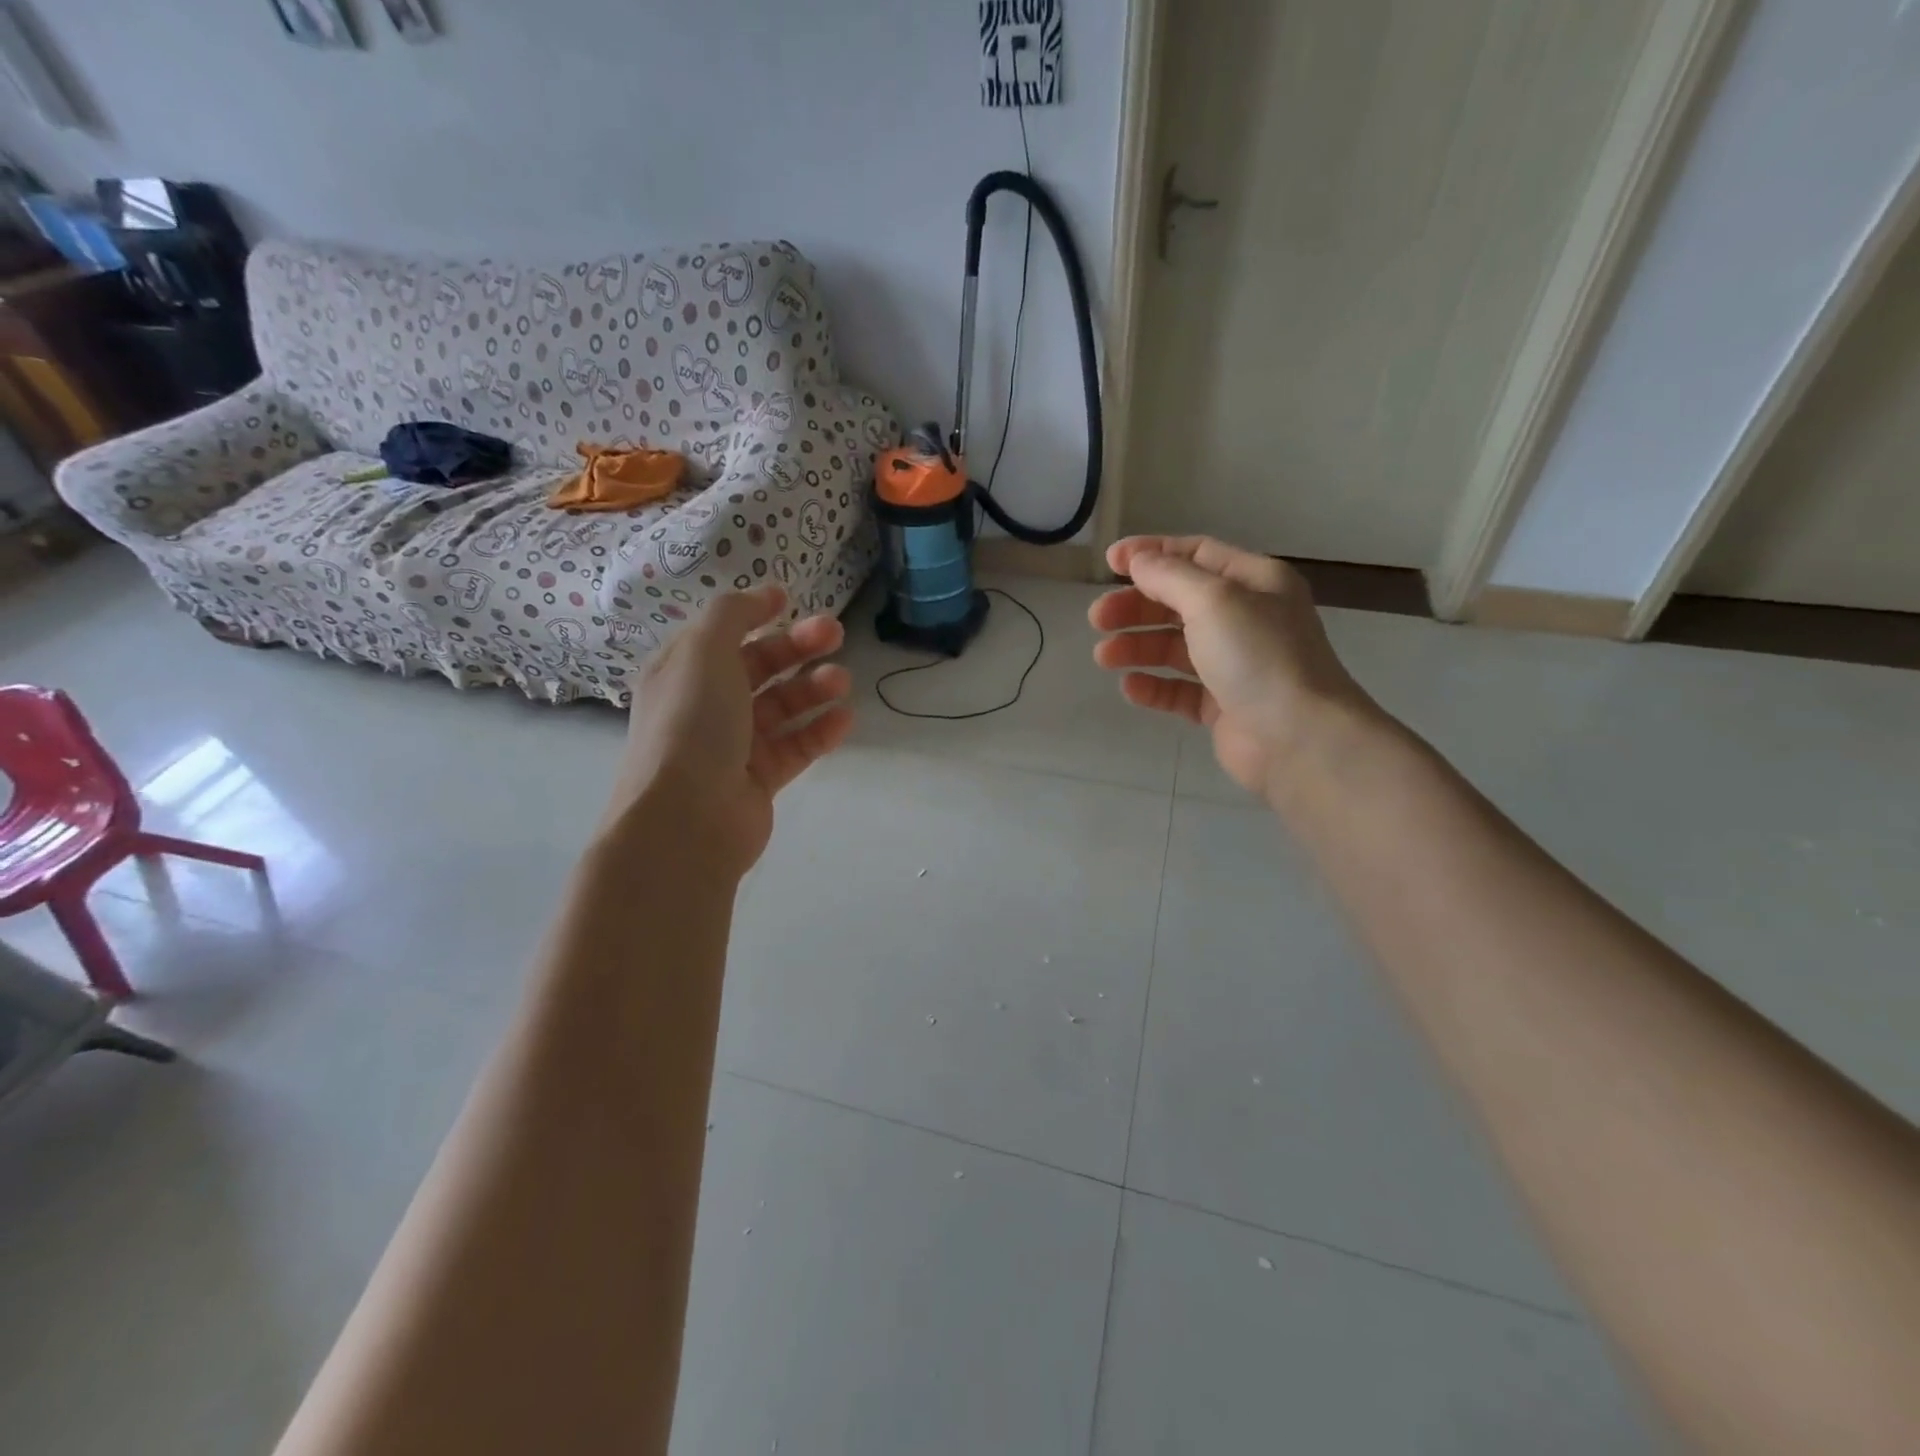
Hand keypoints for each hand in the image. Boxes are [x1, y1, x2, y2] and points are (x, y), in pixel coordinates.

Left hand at [607, 586, 851, 878]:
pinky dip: (820, 731)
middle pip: (758, 668)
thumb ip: (732, 614)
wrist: (686, 817)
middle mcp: (705, 706)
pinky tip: (845, 719)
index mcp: (682, 672)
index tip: (792, 600)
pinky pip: (795, 747)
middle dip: (797, 648)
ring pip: (781, 708)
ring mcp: (733, 746)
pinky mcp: (759, 780)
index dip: (755, 615)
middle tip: (836, 634)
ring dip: (813, 689)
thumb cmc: (691, 723)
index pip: (722, 635)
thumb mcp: (704, 651)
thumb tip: (763, 595)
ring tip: (843, 680)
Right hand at [1089, 535, 1380, 806]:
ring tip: (1104, 657)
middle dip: (1135, 607)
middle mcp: (1246, 618)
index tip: (1108, 564)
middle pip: (1179, 602)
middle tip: (1098, 619)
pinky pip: (1180, 689)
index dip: (1151, 554)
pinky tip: (1130, 687)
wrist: (1298, 738)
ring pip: (1175, 647)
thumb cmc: (1258, 656)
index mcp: (1254, 582)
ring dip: (1137, 646)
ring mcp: (1235, 665)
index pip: (1196, 555)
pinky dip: (1154, 686)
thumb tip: (1138, 561)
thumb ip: (1169, 576)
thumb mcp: (1213, 600)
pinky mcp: (1224, 706)